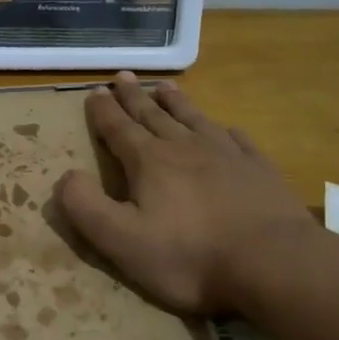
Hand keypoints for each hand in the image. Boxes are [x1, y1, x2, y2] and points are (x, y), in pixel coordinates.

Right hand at [55, 73, 318, 315]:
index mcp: (149, 162)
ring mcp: (226, 155)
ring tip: (164, 86)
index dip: (103, 111)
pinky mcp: (258, 170)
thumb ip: (85, 207)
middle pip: (153, 115)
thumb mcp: (121, 240)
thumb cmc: (189, 256)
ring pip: (193, 118)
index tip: (94, 91)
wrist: (272, 263)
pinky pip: (236, 139)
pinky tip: (223, 127)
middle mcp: (185, 148)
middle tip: (123, 76)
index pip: (119, 129)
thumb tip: (65, 177)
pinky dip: (222, 128)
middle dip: (134, 96)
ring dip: (175, 102)